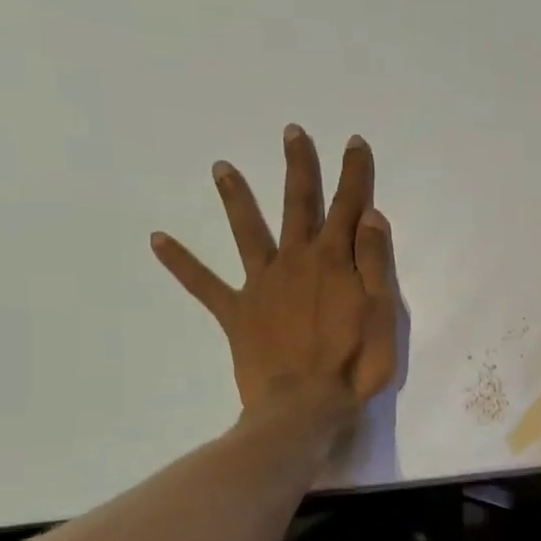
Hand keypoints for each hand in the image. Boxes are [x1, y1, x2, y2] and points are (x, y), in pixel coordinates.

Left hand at [151, 126, 397, 423]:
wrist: (305, 407)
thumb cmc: (356, 362)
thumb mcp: (383, 312)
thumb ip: (374, 262)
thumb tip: (369, 215)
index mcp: (334, 261)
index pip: (349, 207)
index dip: (353, 174)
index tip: (353, 142)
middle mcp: (295, 261)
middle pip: (298, 206)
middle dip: (298, 168)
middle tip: (291, 133)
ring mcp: (262, 285)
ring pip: (248, 233)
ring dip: (236, 199)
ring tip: (220, 167)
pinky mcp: (237, 312)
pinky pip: (204, 284)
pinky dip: (181, 263)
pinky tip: (157, 240)